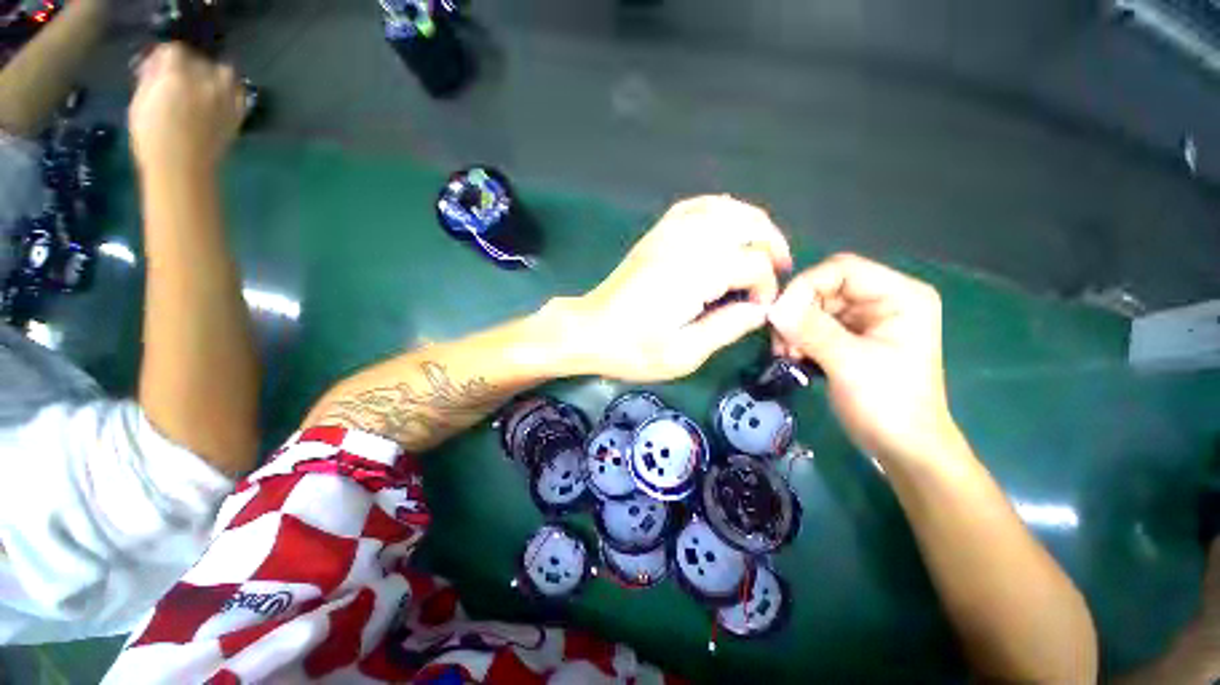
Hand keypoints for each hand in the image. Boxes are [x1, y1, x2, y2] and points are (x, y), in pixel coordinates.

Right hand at [128, 44, 244, 173]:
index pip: (174, 50)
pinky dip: (230, 90)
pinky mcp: (237, 114)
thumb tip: (157, 67)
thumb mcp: (140, 101)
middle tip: (177, 79)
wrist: (182, 167)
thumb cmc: (152, 138)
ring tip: (201, 86)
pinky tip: (219, 97)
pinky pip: (239, 93)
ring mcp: (224, 98)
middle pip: (198, 60)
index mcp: (176, 76)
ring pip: (223, 71)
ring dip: (212, 74)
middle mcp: (204, 82)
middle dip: (186, 65)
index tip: (158, 67)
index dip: (164, 57)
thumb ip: (151, 79)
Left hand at [563, 195, 791, 382]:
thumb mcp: (683, 354)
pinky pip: (695, 206)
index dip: (766, 286)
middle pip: (748, 224)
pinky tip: (726, 223)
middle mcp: (687, 244)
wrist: (590, 330)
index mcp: (696, 274)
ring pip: (725, 208)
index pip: (753, 265)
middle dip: (771, 245)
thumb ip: (727, 329)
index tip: (758, 309)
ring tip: (761, 247)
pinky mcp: (656, 234)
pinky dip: (719, 209)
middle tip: (777, 270)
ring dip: (752, 223)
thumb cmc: (633, 349)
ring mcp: (669, 233)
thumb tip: (760, 310)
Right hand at [768, 253, 961, 464]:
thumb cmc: (889, 406)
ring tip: (786, 355)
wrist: (901, 448)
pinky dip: (797, 339)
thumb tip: (772, 308)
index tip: (777, 316)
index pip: (841, 269)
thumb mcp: (850, 364)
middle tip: (781, 344)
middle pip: (824, 287)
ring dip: (793, 329)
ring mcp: (865, 319)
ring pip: (813, 307)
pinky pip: (812, 325)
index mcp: (899, 296)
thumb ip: (811, 331)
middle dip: (796, 313)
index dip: (805, 287)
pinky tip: (793, 357)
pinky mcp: (849, 336)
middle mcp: (882, 300)